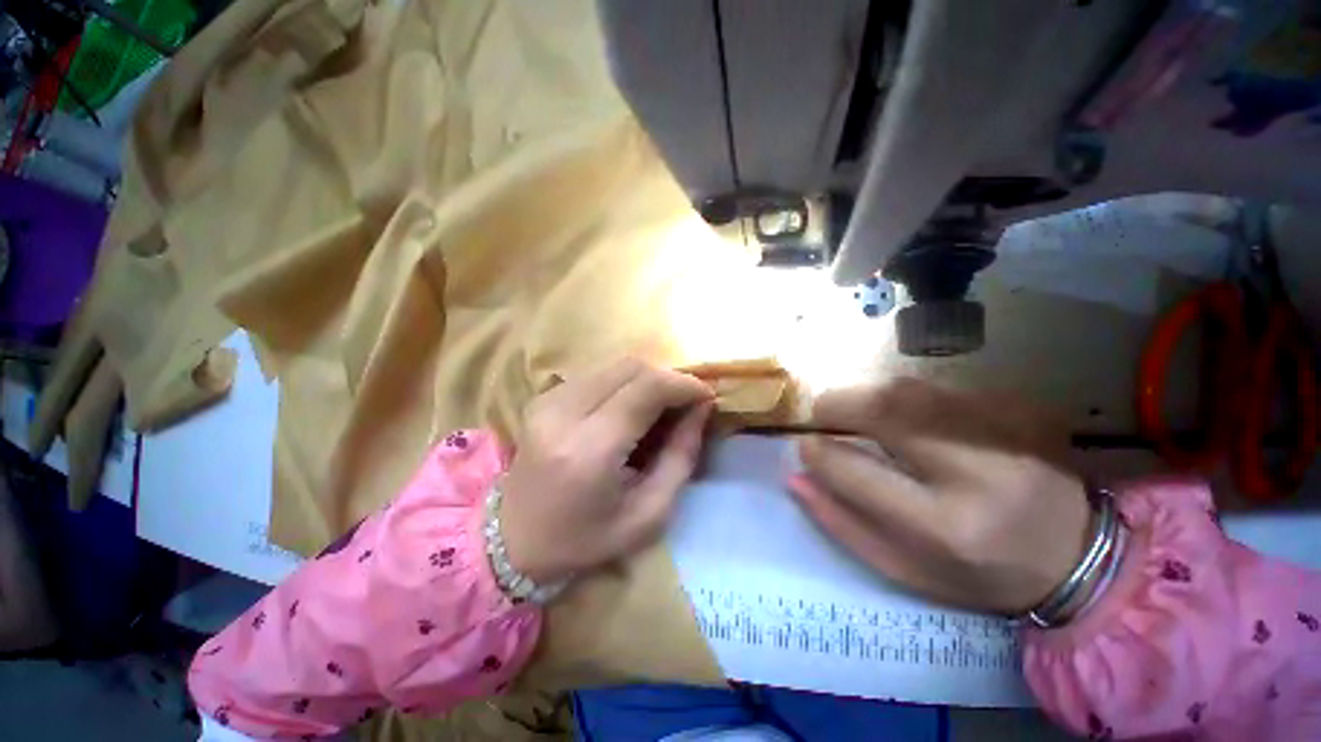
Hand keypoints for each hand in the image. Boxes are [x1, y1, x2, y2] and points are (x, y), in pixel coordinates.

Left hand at [501, 358, 714, 582]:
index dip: (684, 384)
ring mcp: (548, 400)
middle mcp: (563, 413)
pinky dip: (625, 383)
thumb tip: (701, 408)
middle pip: (631, 368)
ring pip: (615, 366)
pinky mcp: (543, 397)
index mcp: (589, 450)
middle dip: (668, 379)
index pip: (647, 388)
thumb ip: (681, 456)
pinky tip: (631, 408)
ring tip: (661, 407)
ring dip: (648, 379)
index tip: (706, 396)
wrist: (514, 540)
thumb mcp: (649, 513)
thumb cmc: (586, 538)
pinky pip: (598, 374)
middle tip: (686, 403)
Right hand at [790, 378, 1090, 614]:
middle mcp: (979, 474)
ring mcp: (1005, 433)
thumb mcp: (904, 570)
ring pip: (911, 390)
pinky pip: (940, 388)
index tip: (804, 444)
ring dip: (868, 395)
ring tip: (855, 412)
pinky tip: (904, 416)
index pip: (859, 473)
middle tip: (821, 411)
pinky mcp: (1019, 410)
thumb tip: (795, 477)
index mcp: (947, 527)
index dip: (820, 453)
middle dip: (839, 403)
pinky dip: (906, 396)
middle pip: (888, 410)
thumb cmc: (979, 575)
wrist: (1077, 558)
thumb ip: (842, 523)